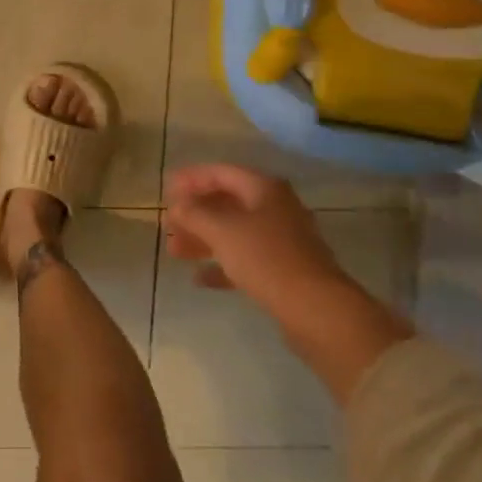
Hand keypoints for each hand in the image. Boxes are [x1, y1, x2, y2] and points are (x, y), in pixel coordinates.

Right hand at [164, 165, 342, 307]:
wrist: (316, 308)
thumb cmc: (265, 258)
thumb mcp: (221, 230)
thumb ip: (193, 213)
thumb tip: (177, 206)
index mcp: (264, 188)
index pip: (220, 172)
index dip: (190, 179)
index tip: (165, 191)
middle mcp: (275, 208)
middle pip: (227, 203)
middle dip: (194, 213)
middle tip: (168, 225)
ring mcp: (282, 240)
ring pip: (234, 232)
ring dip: (203, 239)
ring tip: (175, 252)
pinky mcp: (284, 270)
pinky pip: (245, 259)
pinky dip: (222, 264)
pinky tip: (200, 278)